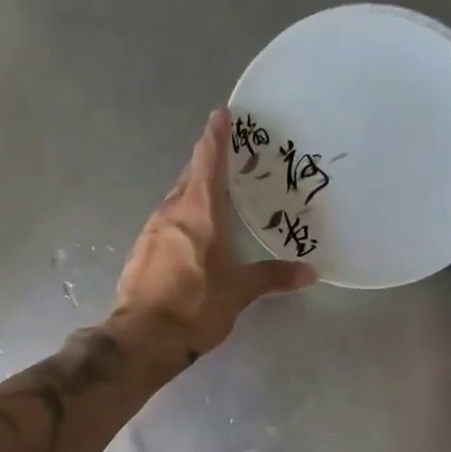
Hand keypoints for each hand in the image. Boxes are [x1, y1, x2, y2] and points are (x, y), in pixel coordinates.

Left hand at [113, 109, 316, 361]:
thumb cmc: (196, 306)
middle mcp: (172, 212)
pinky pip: (165, 224)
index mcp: (199, 211)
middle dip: (206, 163)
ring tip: (213, 197)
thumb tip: (310, 272)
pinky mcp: (140, 252)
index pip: (208, 161)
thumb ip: (273, 277)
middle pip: (190, 177)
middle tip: (227, 157)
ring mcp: (151, 231)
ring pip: (175, 201)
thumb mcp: (240, 291)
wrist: (144, 337)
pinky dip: (181, 220)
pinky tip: (190, 236)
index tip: (221, 114)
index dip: (216, 136)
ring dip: (193, 193)